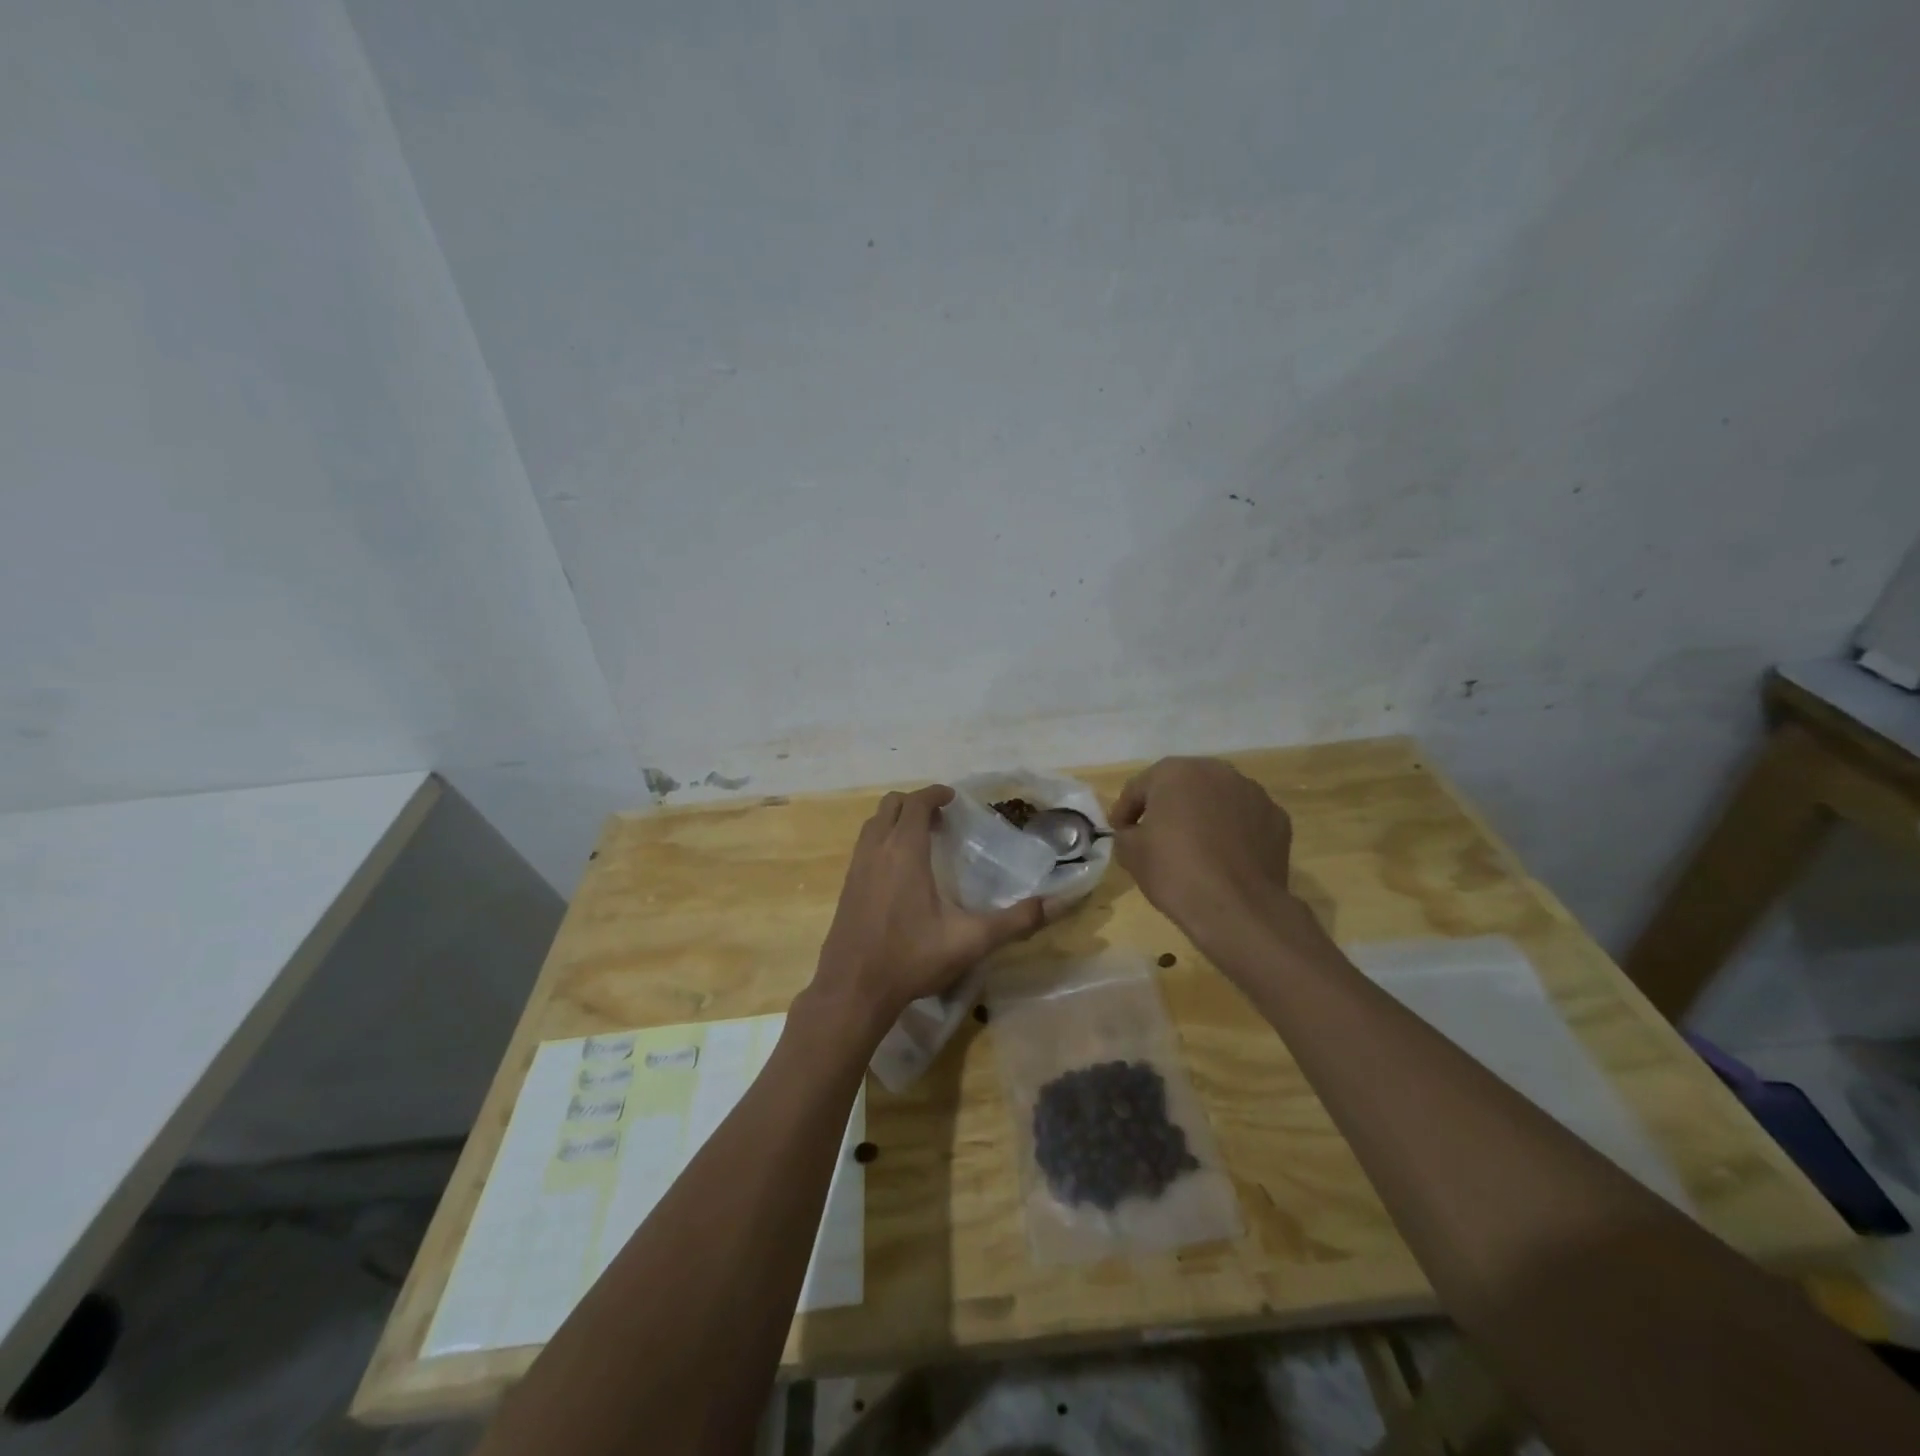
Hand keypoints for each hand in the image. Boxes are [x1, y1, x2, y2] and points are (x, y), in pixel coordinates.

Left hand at [808, 786, 1045, 1039]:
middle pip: (891, 805)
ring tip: (922, 840)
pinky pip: (864, 845)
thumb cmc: (912, 958)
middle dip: (915, 803)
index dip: (935, 794)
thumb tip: (1057, 904)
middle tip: (941, 820)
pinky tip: (899, 872)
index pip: (916, 803)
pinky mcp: (846, 886)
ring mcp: (856, 867)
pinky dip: (882, 840)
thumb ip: (1015, 921)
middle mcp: (877, 850)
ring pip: (874, 824)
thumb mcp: (971, 941)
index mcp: (905, 851)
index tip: (953, 798)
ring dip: (896, 821)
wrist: (853, 990)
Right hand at [1112, 757, 1319, 962]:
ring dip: (1203, 815)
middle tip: (1156, 834)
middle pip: (1182, 786)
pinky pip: (1244, 820)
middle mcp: (1217, 771)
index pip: (1139, 787)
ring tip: (1195, 847)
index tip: (1120, 831)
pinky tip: (1226, 858)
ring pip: (1217, 799)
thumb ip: (1125, 833)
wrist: (1237, 908)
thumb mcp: (1130, 853)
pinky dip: (1233, 832)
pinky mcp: (1277, 819)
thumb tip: (1134, 833)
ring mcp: (1253, 793)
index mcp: (1175, 772)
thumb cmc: (1175, 871)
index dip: (1125, 811)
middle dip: (1167, 806)